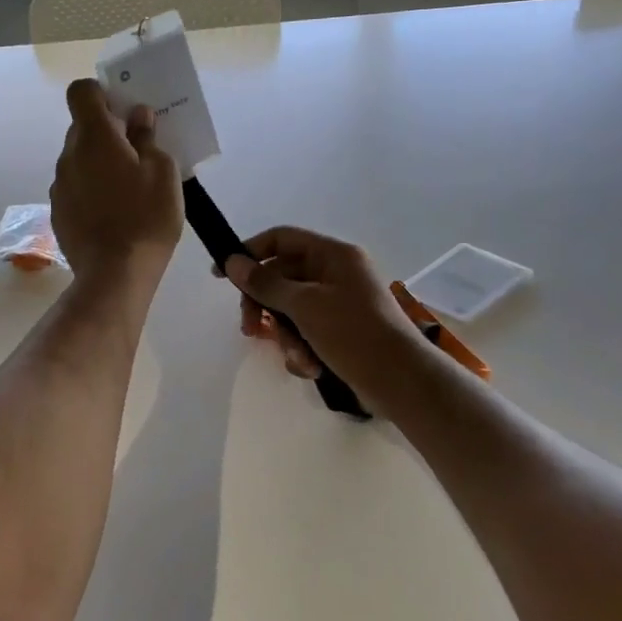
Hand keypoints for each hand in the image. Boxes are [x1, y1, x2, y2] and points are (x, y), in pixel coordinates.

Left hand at [50, 79, 183, 284]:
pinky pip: (75, 188)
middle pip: (82, 128)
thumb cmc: (146, 218)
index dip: (101, 94)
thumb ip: (148, 139)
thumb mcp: (163, 173)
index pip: (81, 92)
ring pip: (78, 160)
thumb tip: (138, 117)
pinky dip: (91, 191)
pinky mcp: (58, 213)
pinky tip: (112, 214)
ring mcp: (59, 186)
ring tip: (128, 190)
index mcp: (94, 137)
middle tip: (138, 153)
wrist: (114, 275)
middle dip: (107, 133)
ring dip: (99, 164)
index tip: (124, 111)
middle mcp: (69, 156)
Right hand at [221, 227, 423, 404]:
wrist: (401, 381)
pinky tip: (310, 367)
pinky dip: (302, 349)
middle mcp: (335, 273)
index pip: (281, 239)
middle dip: (264, 305)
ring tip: (295, 356)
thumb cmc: (354, 333)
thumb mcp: (304, 305)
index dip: (249, 253)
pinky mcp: (339, 331)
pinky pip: (306, 331)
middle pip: (281, 277)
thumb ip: (265, 283)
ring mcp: (338, 303)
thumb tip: (232, 262)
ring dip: (286, 335)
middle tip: (250, 328)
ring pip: (290, 309)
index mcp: (333, 255)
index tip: (221, 275)